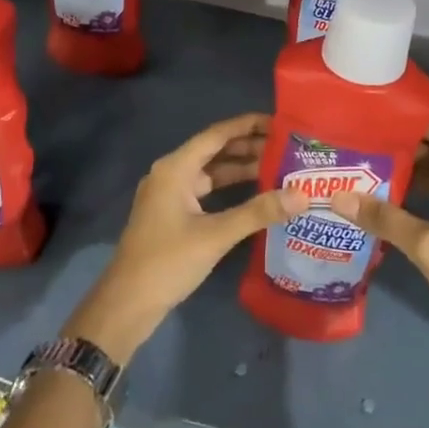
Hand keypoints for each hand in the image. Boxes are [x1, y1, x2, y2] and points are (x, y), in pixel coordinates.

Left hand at [68, 114, 304, 365]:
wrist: (127, 304)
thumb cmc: (167, 262)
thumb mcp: (215, 235)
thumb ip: (258, 212)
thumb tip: (301, 195)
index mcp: (175, 168)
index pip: (217, 135)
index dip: (248, 125)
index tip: (279, 123)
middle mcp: (171, 174)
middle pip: (214, 151)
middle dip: (249, 147)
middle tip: (286, 147)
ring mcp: (170, 195)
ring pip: (210, 172)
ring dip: (240, 169)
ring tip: (278, 167)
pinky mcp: (172, 215)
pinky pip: (206, 191)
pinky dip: (229, 189)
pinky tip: (255, 196)